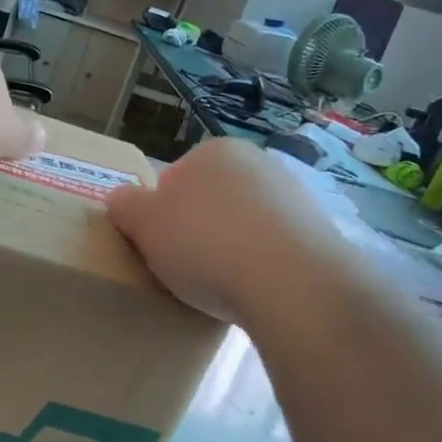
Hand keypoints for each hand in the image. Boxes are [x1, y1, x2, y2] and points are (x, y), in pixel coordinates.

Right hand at [106, 139, 352, 320]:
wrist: (291, 283)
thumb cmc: (205, 244)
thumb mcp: (144, 225)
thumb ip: (126, 206)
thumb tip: (120, 199)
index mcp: (214, 151)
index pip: (174, 179)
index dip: (161, 215)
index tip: (160, 246)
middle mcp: (258, 163)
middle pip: (212, 200)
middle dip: (199, 229)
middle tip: (186, 267)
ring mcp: (294, 196)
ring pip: (245, 224)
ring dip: (232, 247)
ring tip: (222, 285)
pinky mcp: (320, 232)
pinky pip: (275, 248)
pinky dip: (263, 265)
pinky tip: (255, 290)